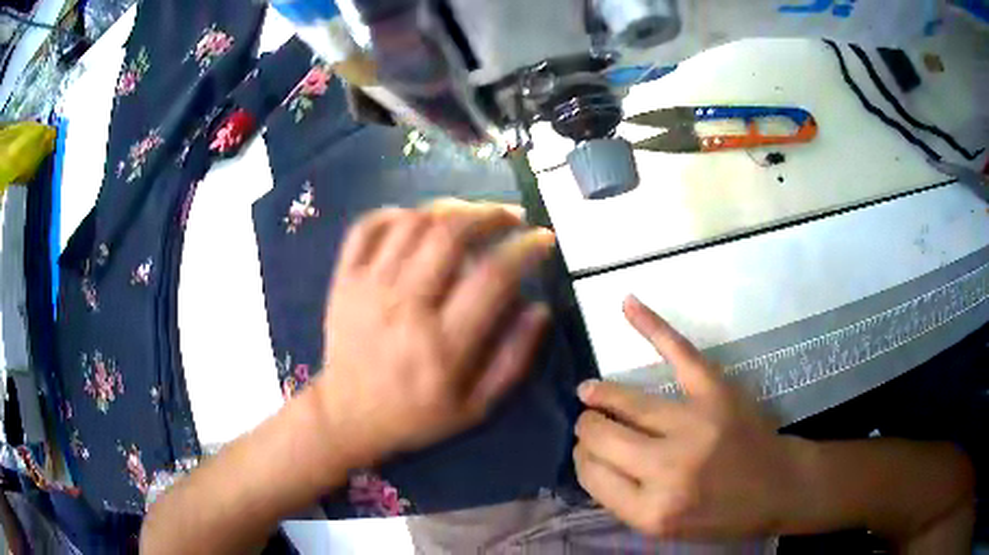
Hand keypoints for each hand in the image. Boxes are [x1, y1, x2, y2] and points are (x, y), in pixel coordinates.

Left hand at [313, 200, 555, 466]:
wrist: (347, 416)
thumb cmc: (415, 416)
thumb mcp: (476, 408)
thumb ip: (513, 360)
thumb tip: (541, 309)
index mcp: (443, 343)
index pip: (494, 275)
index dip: (526, 248)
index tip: (544, 239)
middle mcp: (405, 306)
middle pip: (451, 233)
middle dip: (491, 213)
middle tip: (512, 215)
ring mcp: (369, 287)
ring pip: (413, 222)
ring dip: (450, 207)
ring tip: (471, 214)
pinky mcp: (345, 280)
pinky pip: (367, 227)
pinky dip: (396, 213)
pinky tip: (417, 220)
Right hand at [574, 296, 802, 538]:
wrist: (778, 488)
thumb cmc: (721, 516)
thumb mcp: (664, 528)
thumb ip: (623, 500)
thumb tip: (591, 458)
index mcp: (651, 511)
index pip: (590, 473)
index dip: (582, 458)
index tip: (587, 452)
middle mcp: (667, 469)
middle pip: (601, 436)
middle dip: (588, 428)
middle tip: (590, 424)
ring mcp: (694, 425)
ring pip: (626, 401)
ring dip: (600, 395)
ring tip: (590, 392)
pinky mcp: (717, 392)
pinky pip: (678, 353)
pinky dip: (652, 326)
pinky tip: (628, 305)